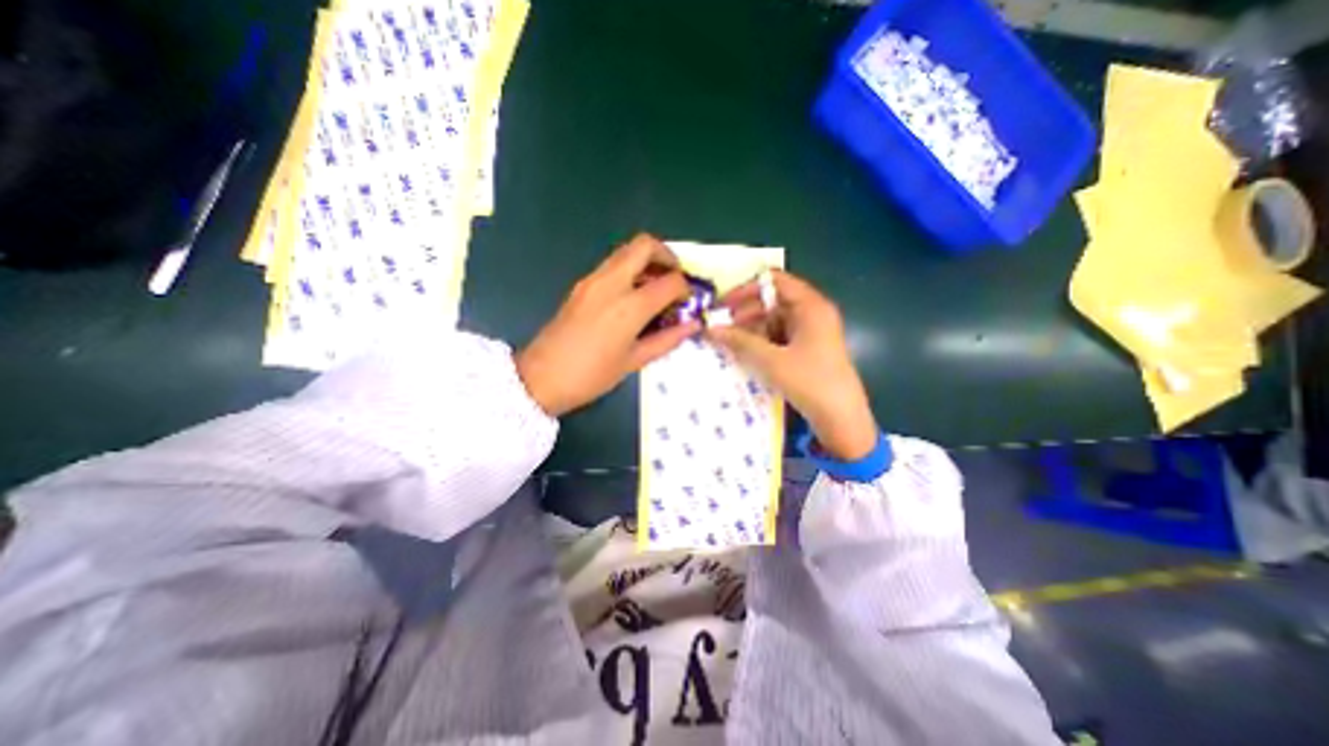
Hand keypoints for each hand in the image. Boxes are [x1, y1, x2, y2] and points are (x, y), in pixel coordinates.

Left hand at [511, 234, 698, 415]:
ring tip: (656, 288)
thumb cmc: (592, 376)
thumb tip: (693, 325)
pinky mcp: (581, 284)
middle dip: (667, 256)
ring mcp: (593, 280)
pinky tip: (634, 296)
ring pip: (626, 251)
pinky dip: (631, 270)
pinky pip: (612, 265)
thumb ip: (667, 339)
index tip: (688, 302)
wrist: (541, 377)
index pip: (670, 281)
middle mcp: (611, 283)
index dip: (685, 289)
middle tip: (674, 278)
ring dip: (647, 261)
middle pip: (645, 245)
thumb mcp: (634, 361)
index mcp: (629, 306)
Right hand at [711, 272, 880, 462]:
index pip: (774, 280)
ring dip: (750, 328)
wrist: (842, 419)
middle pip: (773, 300)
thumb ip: (740, 341)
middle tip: (720, 326)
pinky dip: (761, 341)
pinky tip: (744, 352)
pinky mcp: (807, 348)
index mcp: (810, 306)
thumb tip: (710, 328)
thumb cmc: (810, 382)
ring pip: (774, 320)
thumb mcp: (771, 361)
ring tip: (728, 341)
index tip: (723, 305)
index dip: (747, 289)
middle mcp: (812, 313)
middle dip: (744, 312)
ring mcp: (811, 331)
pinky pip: (779, 336)